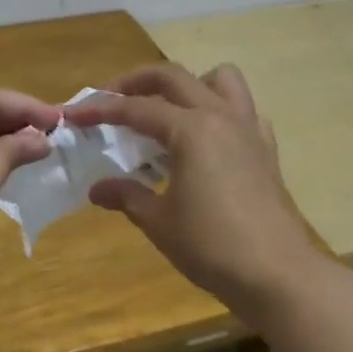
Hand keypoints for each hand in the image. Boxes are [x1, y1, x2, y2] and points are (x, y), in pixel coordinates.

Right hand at [63, 63, 318, 320]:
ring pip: (219, 80)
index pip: (136, 108)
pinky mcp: (265, 149)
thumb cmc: (212, 246)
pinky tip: (205, 140)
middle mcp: (221, 117)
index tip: (74, 115)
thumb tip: (98, 189)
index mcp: (191, 130)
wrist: (278, 274)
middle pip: (174, 77)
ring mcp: (249, 129)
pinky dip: (219, 111)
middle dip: (136, 82)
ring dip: (188, 85)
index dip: (101, 109)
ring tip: (166, 111)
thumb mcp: (159, 221)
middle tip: (110, 99)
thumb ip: (127, 195)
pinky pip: (243, 110)